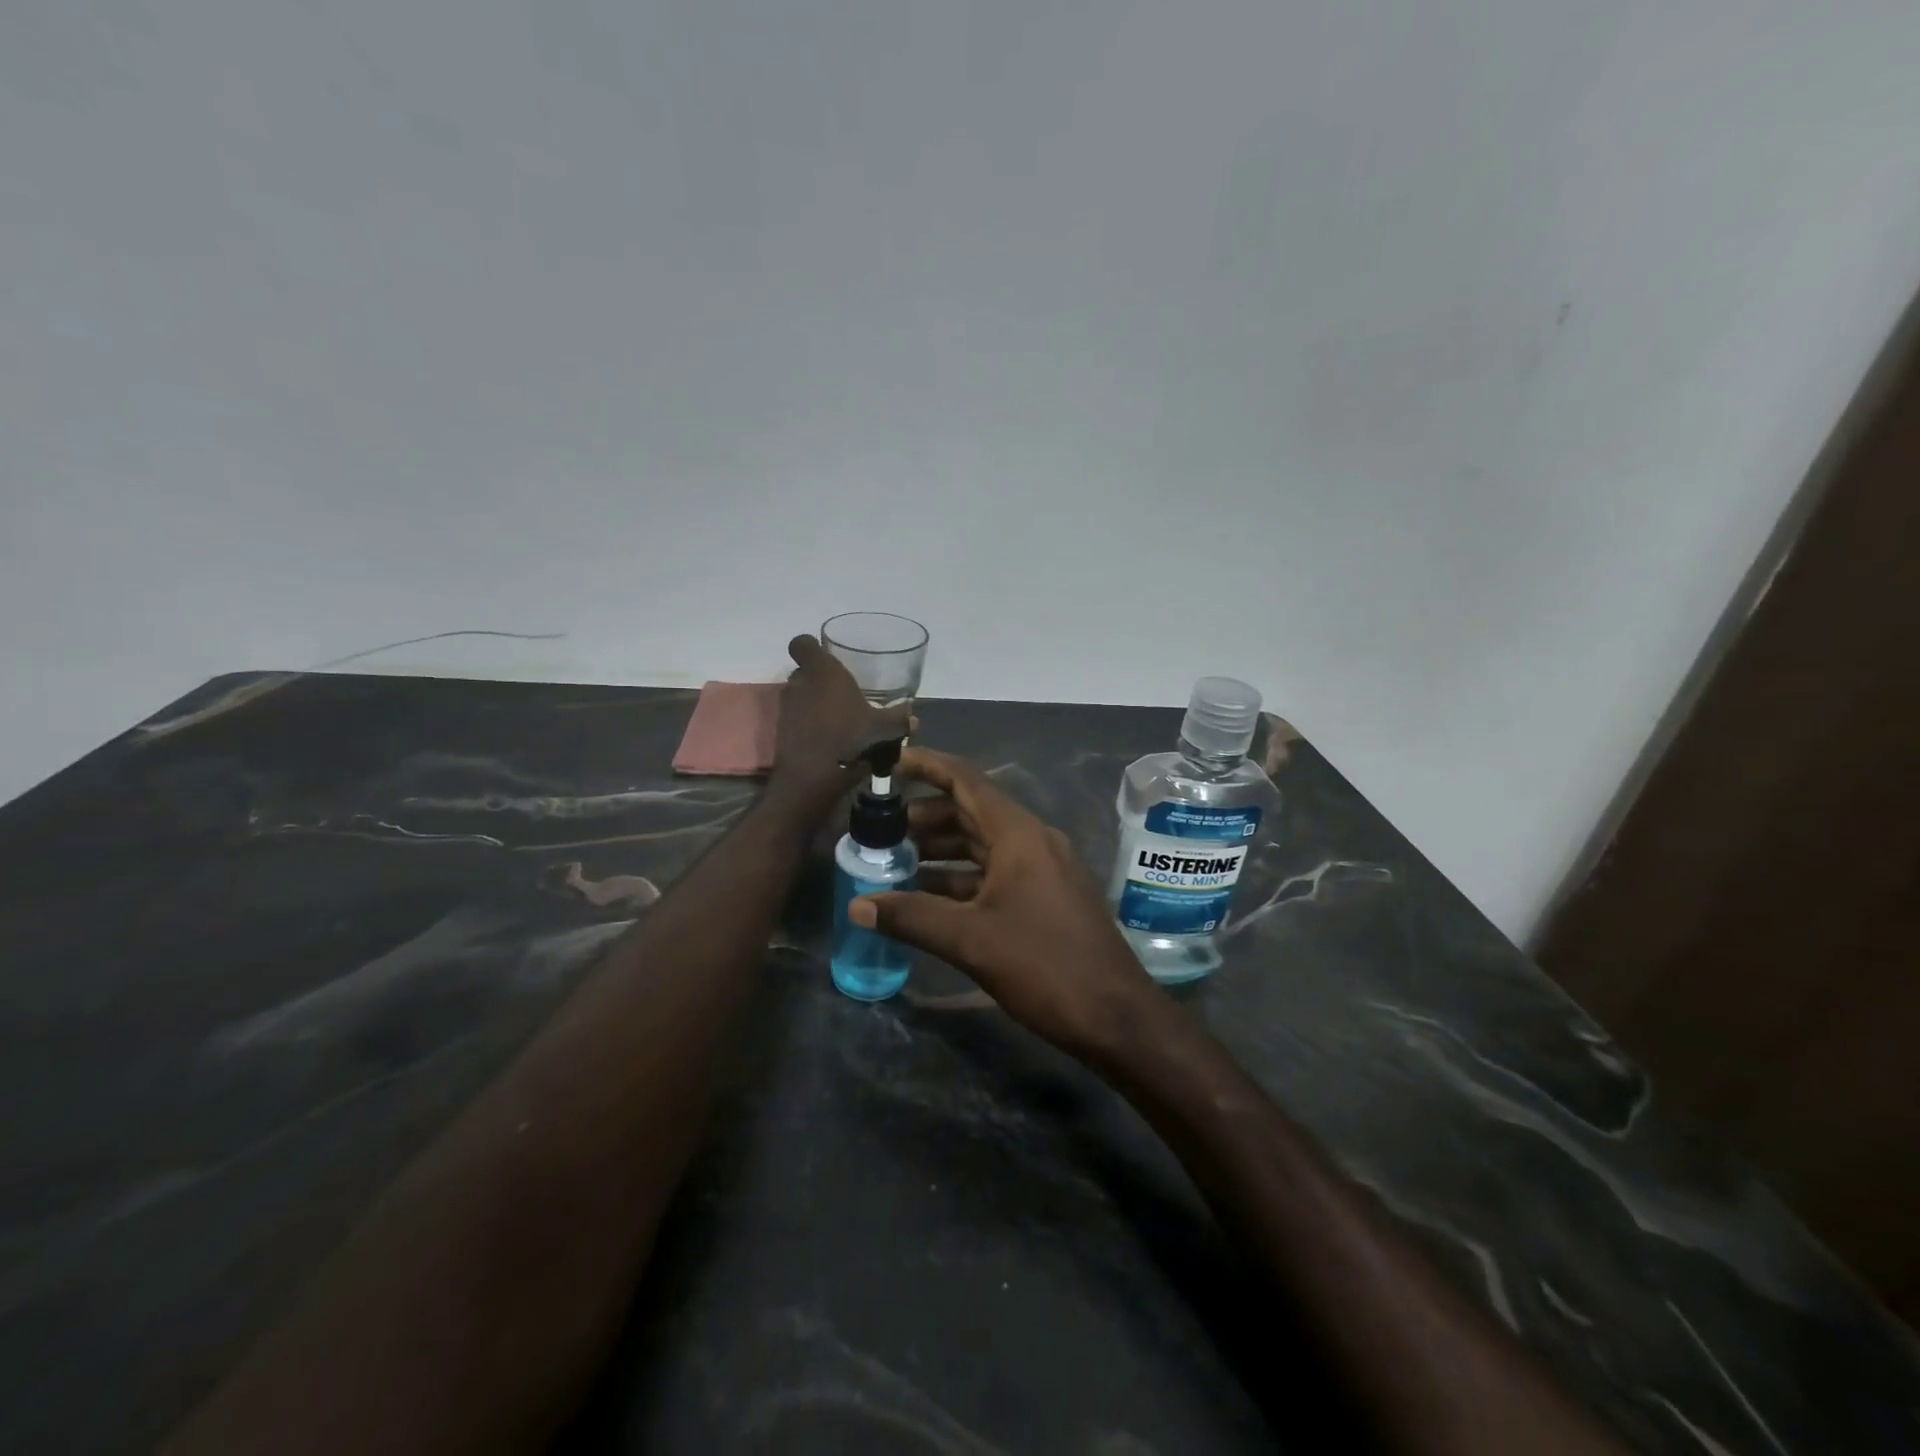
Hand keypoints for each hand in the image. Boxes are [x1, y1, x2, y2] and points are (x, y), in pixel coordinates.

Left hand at [768, 635, 910, 817]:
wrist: (812, 777)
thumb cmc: (850, 738)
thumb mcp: (884, 729)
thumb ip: (900, 719)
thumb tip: (914, 719)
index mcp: (823, 671)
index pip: (802, 643)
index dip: (811, 647)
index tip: (827, 657)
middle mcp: (800, 683)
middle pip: (804, 671)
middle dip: (819, 679)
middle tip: (841, 693)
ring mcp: (787, 708)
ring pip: (800, 696)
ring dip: (814, 703)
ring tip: (837, 719)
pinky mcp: (781, 731)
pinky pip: (796, 719)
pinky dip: (808, 724)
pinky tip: (827, 739)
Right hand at [848, 747, 1160, 1056]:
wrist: (1115, 1015)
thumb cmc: (1044, 965)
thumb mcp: (971, 940)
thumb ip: (912, 917)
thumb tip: (857, 906)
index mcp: (1019, 835)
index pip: (967, 781)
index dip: (928, 766)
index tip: (891, 761)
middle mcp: (1033, 841)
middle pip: (972, 811)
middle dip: (926, 815)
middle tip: (882, 827)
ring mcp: (1044, 868)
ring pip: (984, 844)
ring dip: (942, 848)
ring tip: (897, 859)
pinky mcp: (1047, 896)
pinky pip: (997, 871)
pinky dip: (962, 876)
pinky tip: (931, 894)